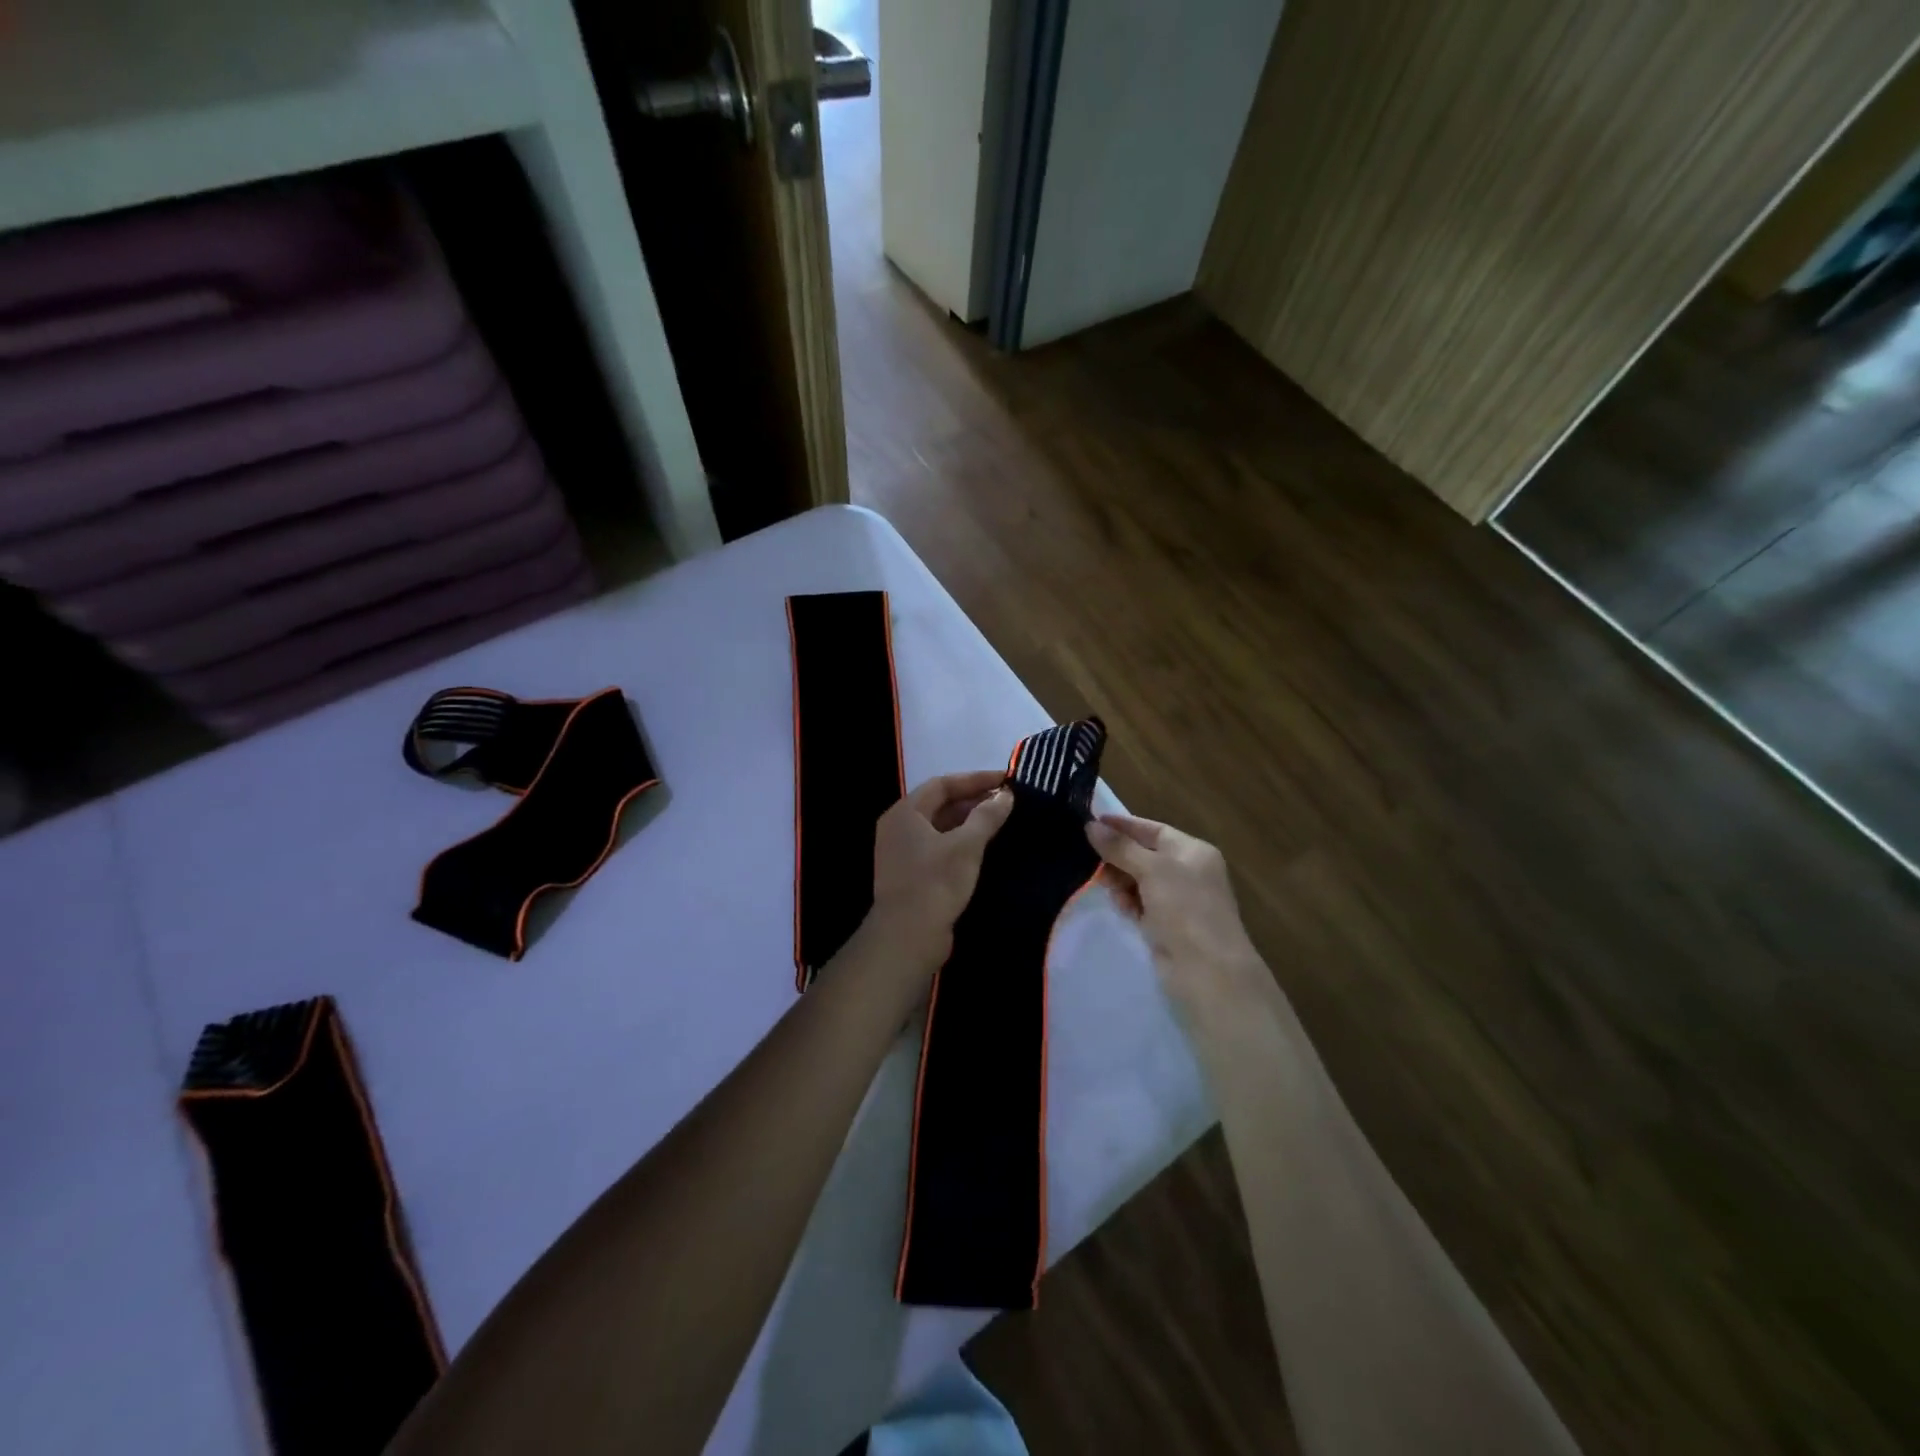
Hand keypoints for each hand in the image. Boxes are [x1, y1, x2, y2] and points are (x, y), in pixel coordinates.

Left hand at [867, 770, 1014, 970]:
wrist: (907, 939)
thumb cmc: (935, 884)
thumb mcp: (966, 846)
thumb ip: (986, 816)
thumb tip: (1005, 795)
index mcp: (905, 813)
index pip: (942, 784)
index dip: (975, 779)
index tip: (1006, 779)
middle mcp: (899, 827)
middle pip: (939, 804)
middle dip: (973, 800)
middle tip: (1007, 800)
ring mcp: (903, 852)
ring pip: (940, 827)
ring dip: (969, 821)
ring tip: (1001, 820)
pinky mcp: (911, 874)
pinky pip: (939, 847)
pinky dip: (961, 842)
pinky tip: (984, 848)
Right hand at [1086, 814, 1264, 1012]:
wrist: (1208, 971)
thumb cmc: (1185, 909)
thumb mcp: (1152, 870)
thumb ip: (1120, 847)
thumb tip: (1091, 826)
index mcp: (1193, 851)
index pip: (1153, 829)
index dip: (1123, 826)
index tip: (1091, 822)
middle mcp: (1188, 872)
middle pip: (1144, 855)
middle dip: (1118, 857)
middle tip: (1089, 859)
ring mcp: (1178, 900)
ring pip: (1139, 880)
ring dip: (1121, 881)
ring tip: (1105, 886)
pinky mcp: (1167, 925)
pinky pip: (1140, 904)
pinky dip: (1129, 903)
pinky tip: (1121, 908)